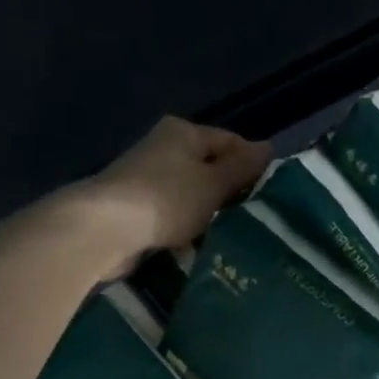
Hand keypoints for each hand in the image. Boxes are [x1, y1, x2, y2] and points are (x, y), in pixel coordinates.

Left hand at [80, 116, 271, 252]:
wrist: (106, 228)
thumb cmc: (168, 199)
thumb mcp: (214, 183)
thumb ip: (242, 168)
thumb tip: (269, 147)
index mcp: (183, 132)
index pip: (230, 141)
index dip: (253, 163)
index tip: (272, 193)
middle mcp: (164, 148)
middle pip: (210, 168)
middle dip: (232, 192)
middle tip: (258, 219)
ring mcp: (149, 178)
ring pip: (194, 194)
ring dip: (212, 214)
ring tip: (237, 236)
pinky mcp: (139, 207)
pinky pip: (176, 214)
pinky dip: (190, 228)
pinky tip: (205, 246)